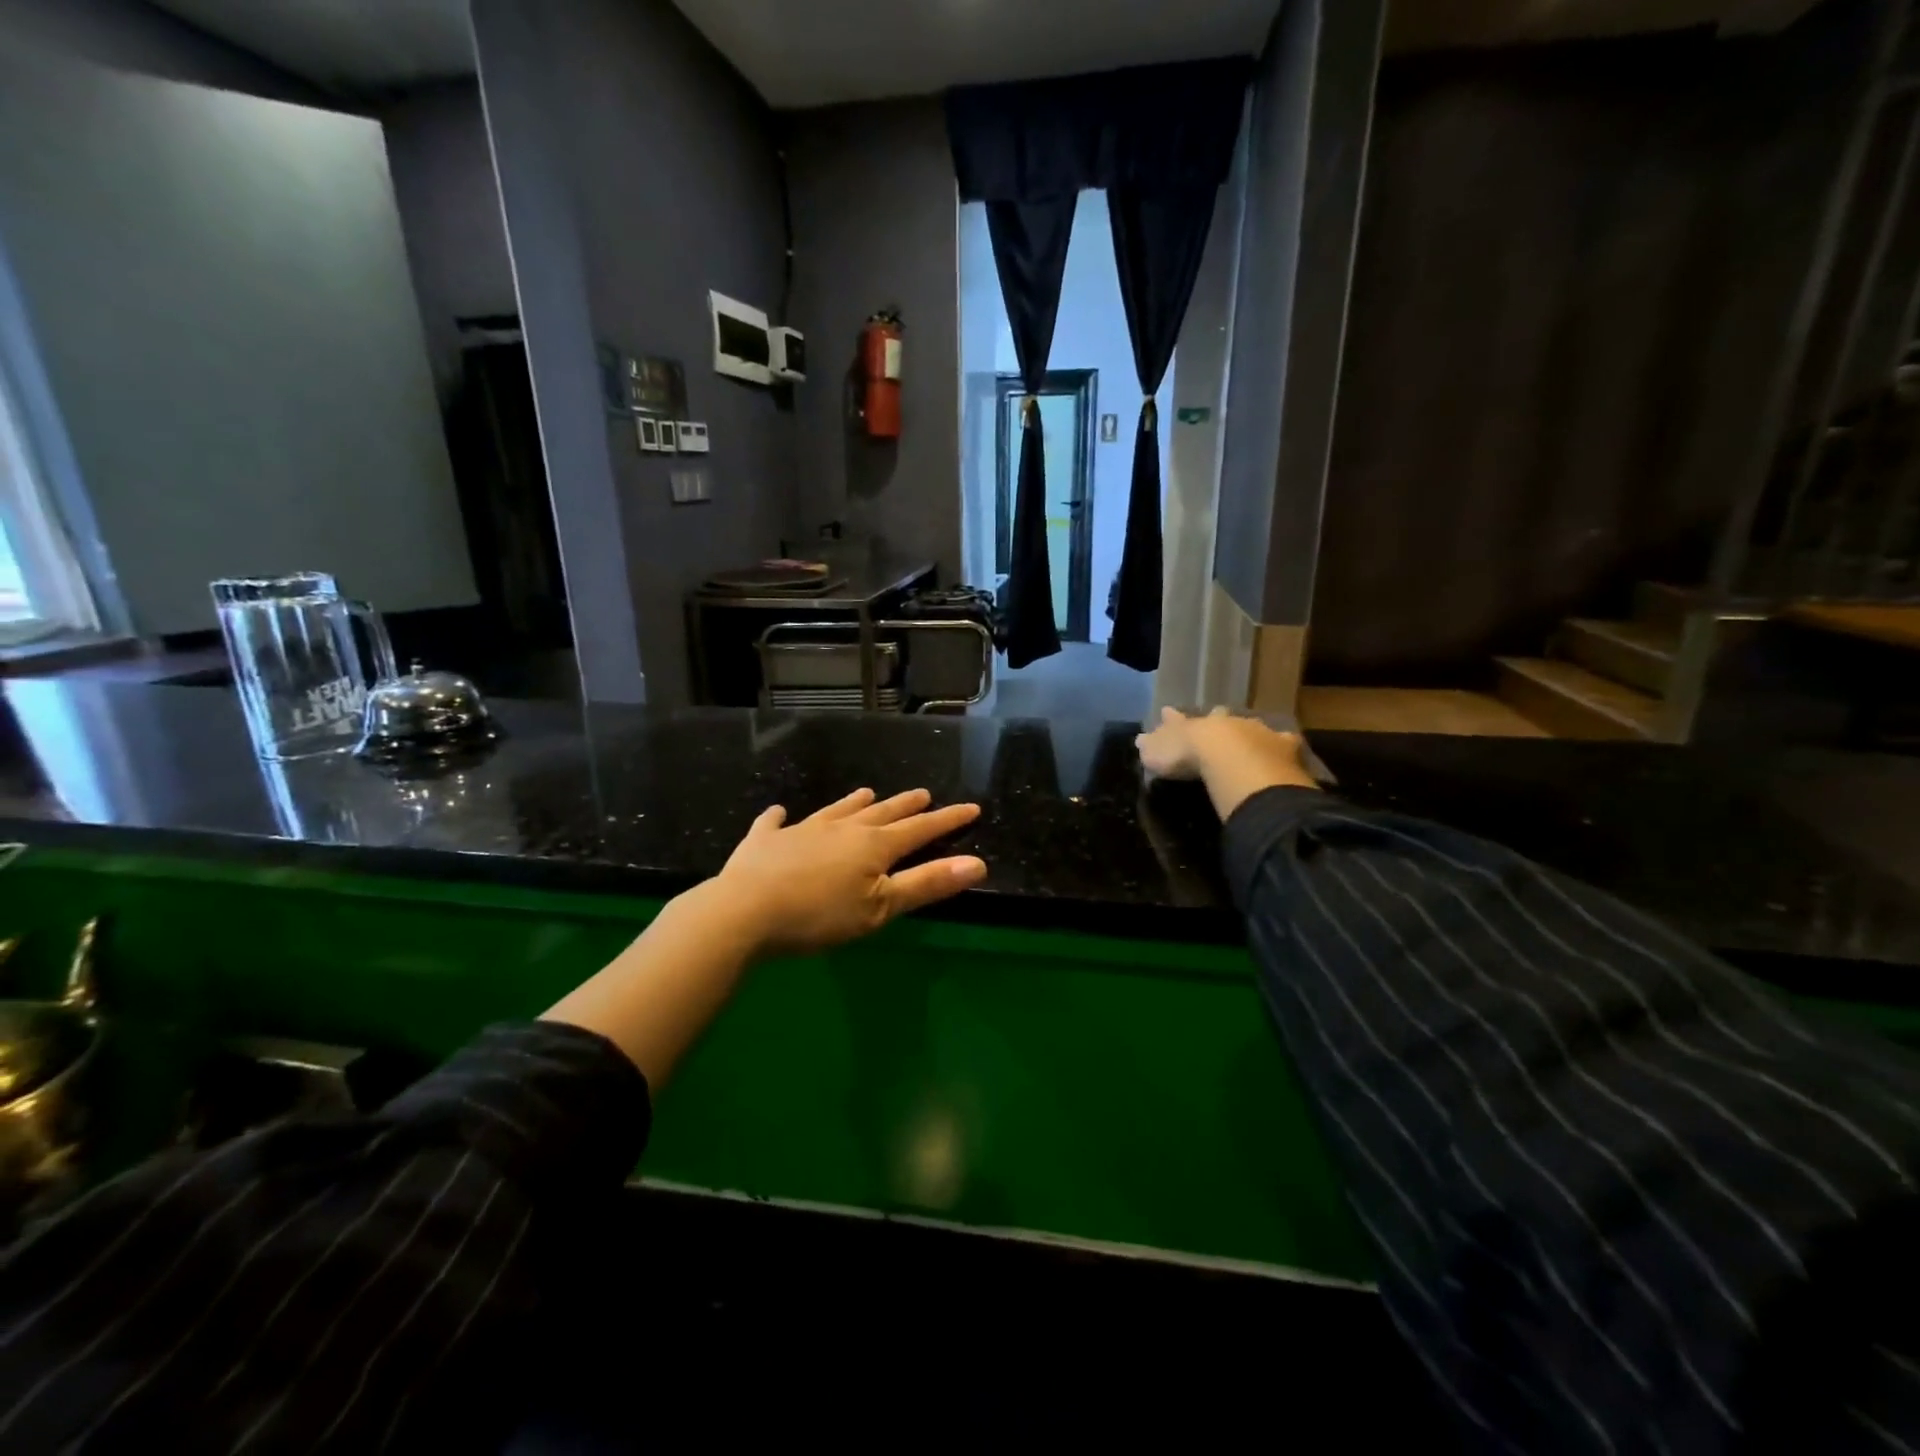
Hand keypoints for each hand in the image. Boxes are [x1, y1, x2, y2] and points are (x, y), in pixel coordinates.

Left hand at [715, 787, 986, 955]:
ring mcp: (801, 831)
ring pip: (836, 810)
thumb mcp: (881, 907)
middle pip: (882, 814)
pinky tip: (779, 812)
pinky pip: (774, 823)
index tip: (970, 807)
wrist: (745, 910)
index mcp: (873, 846)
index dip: (947, 820)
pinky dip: (778, 818)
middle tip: (923, 793)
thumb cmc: (820, 915)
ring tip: (868, 792)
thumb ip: (928, 884)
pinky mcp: (764, 841)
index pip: (920, 829)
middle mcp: (842, 829)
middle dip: (906, 805)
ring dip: (854, 803)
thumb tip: (978, 864)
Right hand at [1136, 708, 1316, 818]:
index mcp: (1192, 725)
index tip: (1167, 712)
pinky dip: (1282, 744)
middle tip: (1215, 717)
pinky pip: (1282, 741)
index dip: (1172, 718)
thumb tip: (1139, 739)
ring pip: (1249, 726)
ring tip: (1251, 736)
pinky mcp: (1280, 744)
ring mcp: (1253, 730)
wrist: (1228, 757)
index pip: (1178, 719)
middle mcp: (1222, 721)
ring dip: (1248, 731)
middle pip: (1217, 716)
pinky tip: (1286, 746)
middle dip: (1215, 718)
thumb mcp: (1157, 753)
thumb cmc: (1187, 756)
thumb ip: (1150, 746)